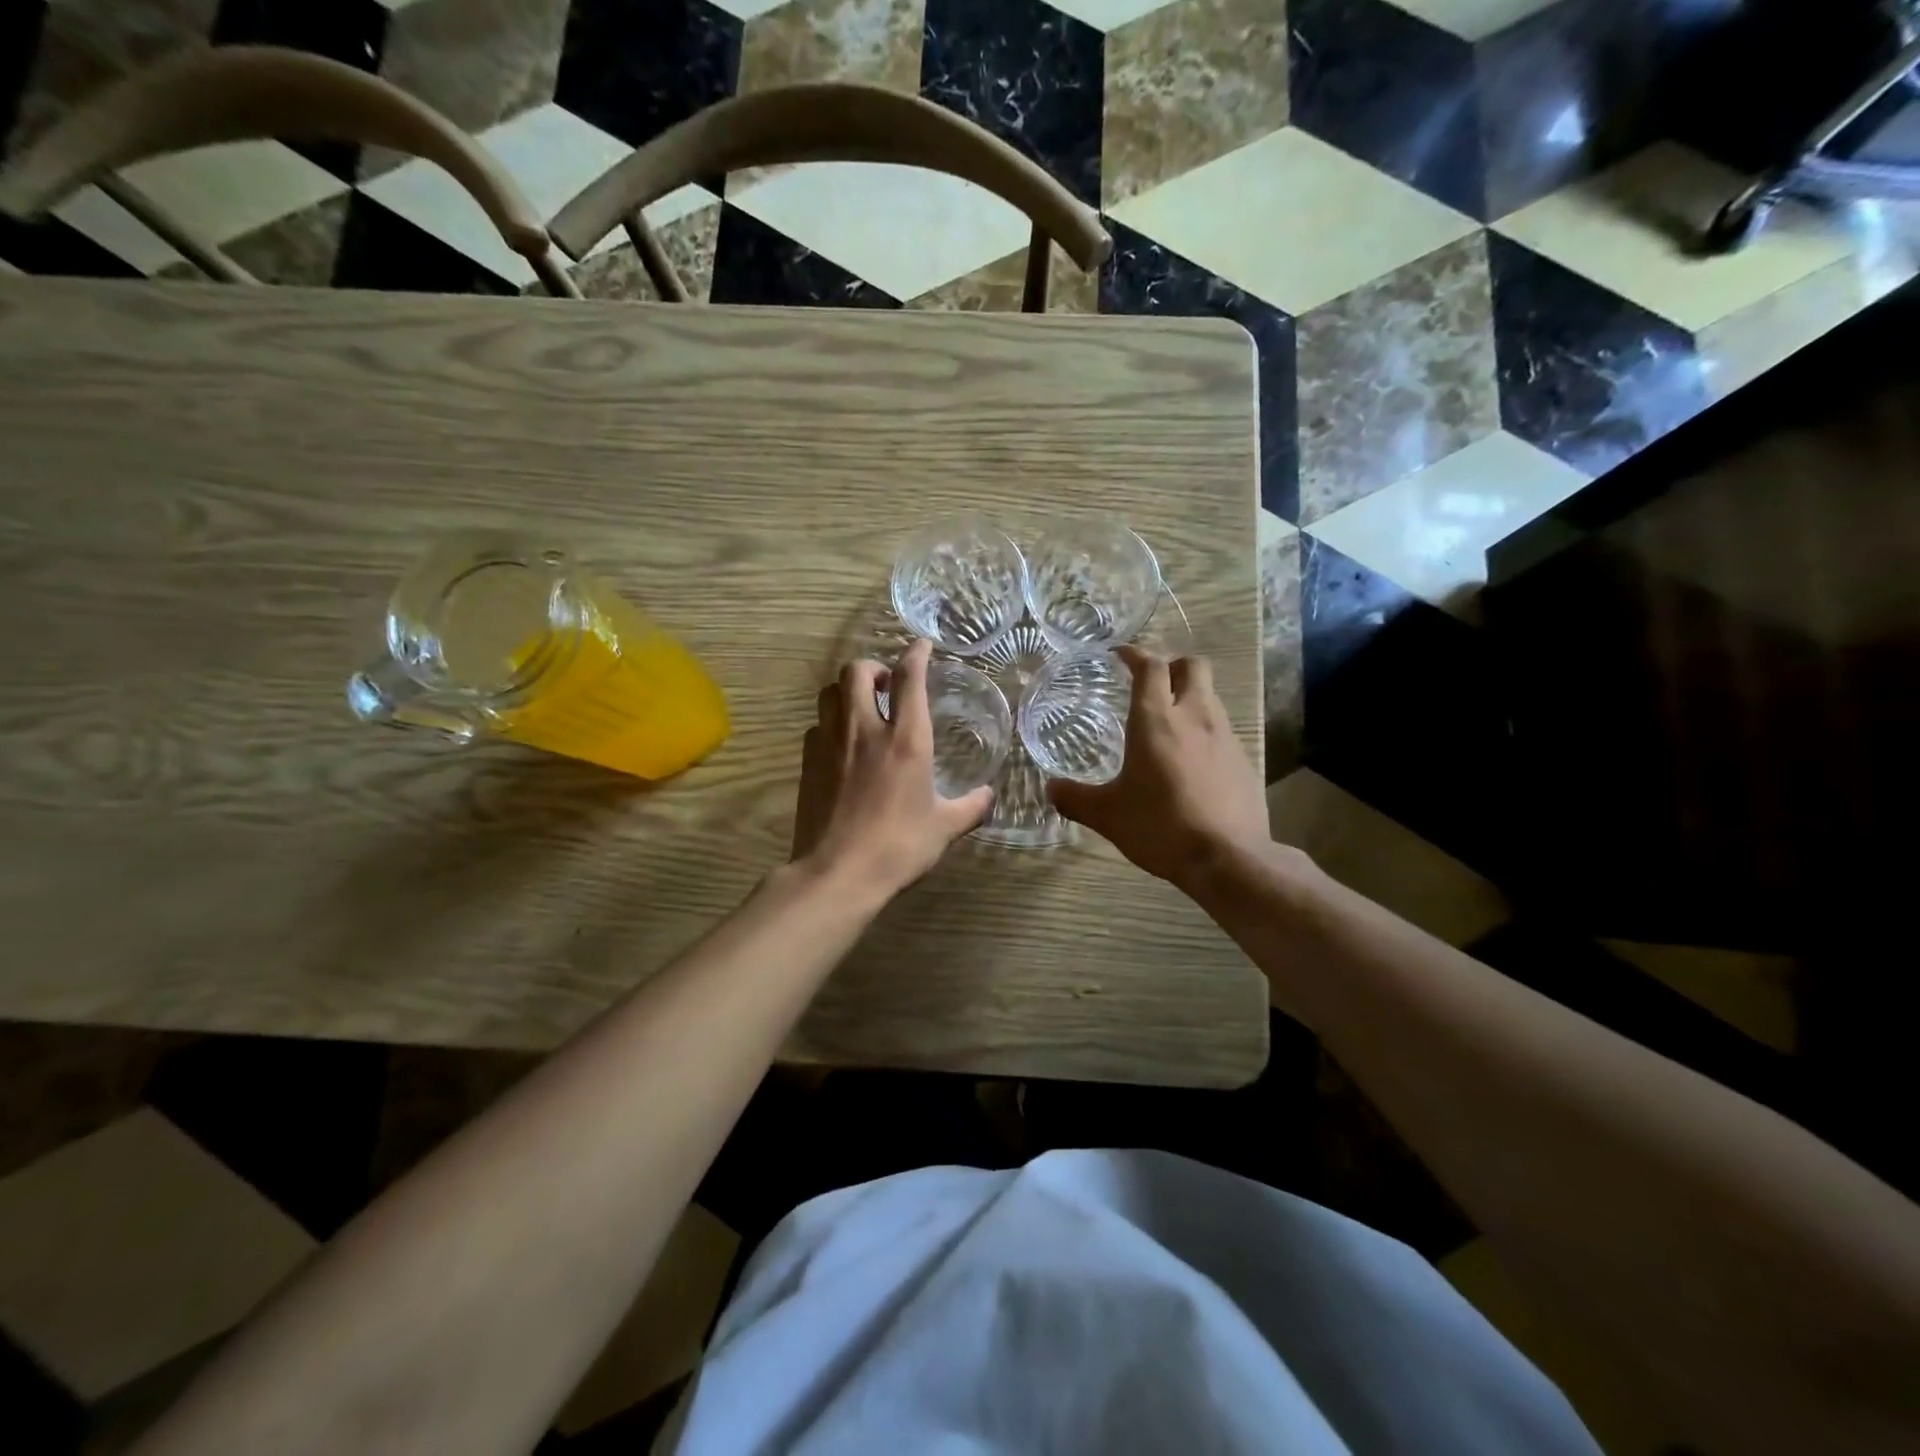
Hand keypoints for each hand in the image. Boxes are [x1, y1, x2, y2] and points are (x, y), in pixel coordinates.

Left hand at [791, 639, 994, 899]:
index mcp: (906, 739)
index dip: (916, 654)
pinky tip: (841, 744)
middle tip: (887, 683)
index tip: (922, 645)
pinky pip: (817, 725)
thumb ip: (970, 807)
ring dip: (847, 689)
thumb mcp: (945, 828)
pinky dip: (830, 723)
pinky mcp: (808, 762)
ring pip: (830, 692)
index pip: (910, 678)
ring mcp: (831, 743)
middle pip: (858, 671)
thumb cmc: (899, 847)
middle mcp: (865, 730)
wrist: (838, 873)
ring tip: (862, 705)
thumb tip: (988, 796)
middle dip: (873, 666)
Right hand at [1047, 647, 1269, 889]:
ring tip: (1169, 722)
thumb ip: (1076, 798)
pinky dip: (1205, 731)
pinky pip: (1223, 730)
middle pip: (1192, 666)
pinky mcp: (1244, 760)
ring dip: (1190, 696)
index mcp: (1156, 720)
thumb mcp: (1108, 815)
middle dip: (1172, 665)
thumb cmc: (1160, 826)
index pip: (1150, 666)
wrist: (1228, 858)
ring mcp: (1225, 736)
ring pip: (1210, 696)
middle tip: (1151, 682)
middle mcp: (1195, 716)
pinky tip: (1192, 760)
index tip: (1121, 654)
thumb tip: (1051, 788)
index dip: (1135, 654)